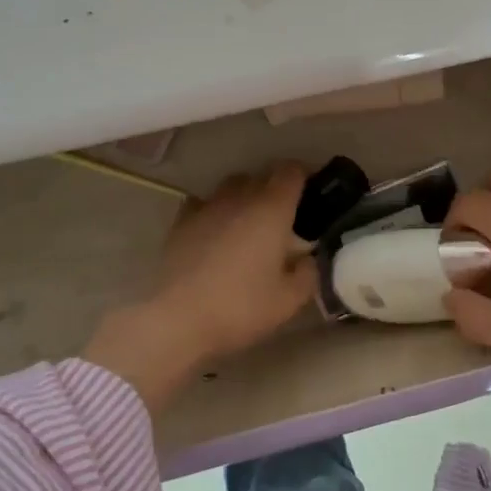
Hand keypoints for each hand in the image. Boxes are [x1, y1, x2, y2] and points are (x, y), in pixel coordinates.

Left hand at [83, 163, 318, 411]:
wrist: (178, 318)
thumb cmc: (240, 307)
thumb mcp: (289, 301)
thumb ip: (307, 274)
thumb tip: (307, 260)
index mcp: (272, 209)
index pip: (291, 172)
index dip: (303, 176)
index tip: (311, 193)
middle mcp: (240, 198)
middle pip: (261, 176)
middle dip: (275, 190)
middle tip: (283, 218)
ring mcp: (207, 206)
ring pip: (231, 186)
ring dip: (244, 197)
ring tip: (248, 223)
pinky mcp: (181, 221)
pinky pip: (203, 203)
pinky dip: (214, 210)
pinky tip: (215, 231)